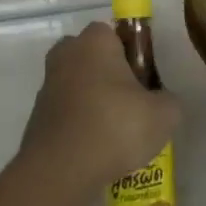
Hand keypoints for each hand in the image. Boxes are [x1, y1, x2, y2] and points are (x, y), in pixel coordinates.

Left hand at [20, 22, 180, 186]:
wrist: (61, 170)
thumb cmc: (115, 126)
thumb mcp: (164, 115)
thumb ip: (169, 100)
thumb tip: (162, 101)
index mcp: (95, 40)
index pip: (116, 34)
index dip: (133, 56)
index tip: (145, 81)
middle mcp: (66, 53)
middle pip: (93, 57)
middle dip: (109, 75)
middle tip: (131, 103)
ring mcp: (47, 84)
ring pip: (78, 84)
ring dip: (93, 101)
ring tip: (116, 133)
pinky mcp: (37, 115)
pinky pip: (66, 112)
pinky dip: (79, 124)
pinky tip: (95, 149)